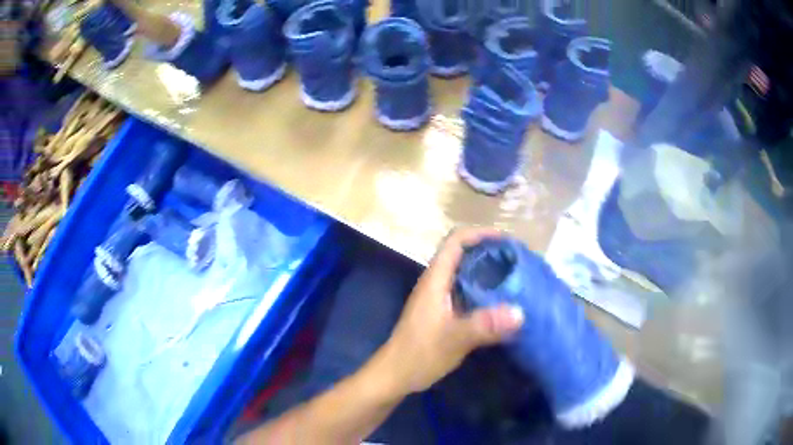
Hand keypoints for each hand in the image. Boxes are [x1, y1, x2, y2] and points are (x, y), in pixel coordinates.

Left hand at [376, 227, 524, 394]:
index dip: (481, 234)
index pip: (456, 241)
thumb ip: (483, 326)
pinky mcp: (442, 313)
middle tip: (517, 260)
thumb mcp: (453, 340)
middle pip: (462, 254)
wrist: (395, 376)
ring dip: (487, 271)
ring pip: (465, 273)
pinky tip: (500, 303)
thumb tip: (519, 312)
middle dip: (489, 251)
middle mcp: (436, 283)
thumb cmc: (419, 355)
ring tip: (514, 277)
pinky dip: (484, 290)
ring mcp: (438, 298)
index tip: (507, 241)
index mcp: (435, 279)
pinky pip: (466, 291)